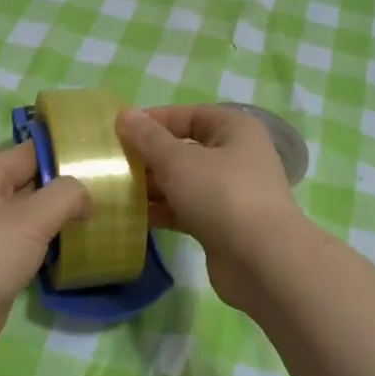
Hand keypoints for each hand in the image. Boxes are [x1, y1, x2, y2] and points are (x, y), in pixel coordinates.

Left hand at [0, 141, 90, 375]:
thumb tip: (85, 197)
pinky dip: (51, 248)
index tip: (105, 159)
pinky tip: (80, 251)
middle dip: (69, 189)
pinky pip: (28, 247)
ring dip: (62, 221)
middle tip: (114, 191)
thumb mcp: (29, 218)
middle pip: (33, 184)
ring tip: (105, 219)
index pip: (30, 153)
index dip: (66, 153)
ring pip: (32, 219)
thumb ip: (65, 196)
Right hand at [115, 104, 306, 309]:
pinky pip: (186, 210)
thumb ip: (148, 138)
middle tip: (112, 164)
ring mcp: (230, 194)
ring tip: (114, 190)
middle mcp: (236, 157)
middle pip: (185, 149)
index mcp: (234, 130)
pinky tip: (133, 217)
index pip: (189, 115)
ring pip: (184, 182)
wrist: (262, 261)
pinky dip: (163, 211)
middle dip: (149, 156)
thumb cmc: (222, 195)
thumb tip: (124, 115)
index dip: (154, 120)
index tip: (118, 132)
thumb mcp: (179, 161)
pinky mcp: (222, 226)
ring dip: (153, 186)